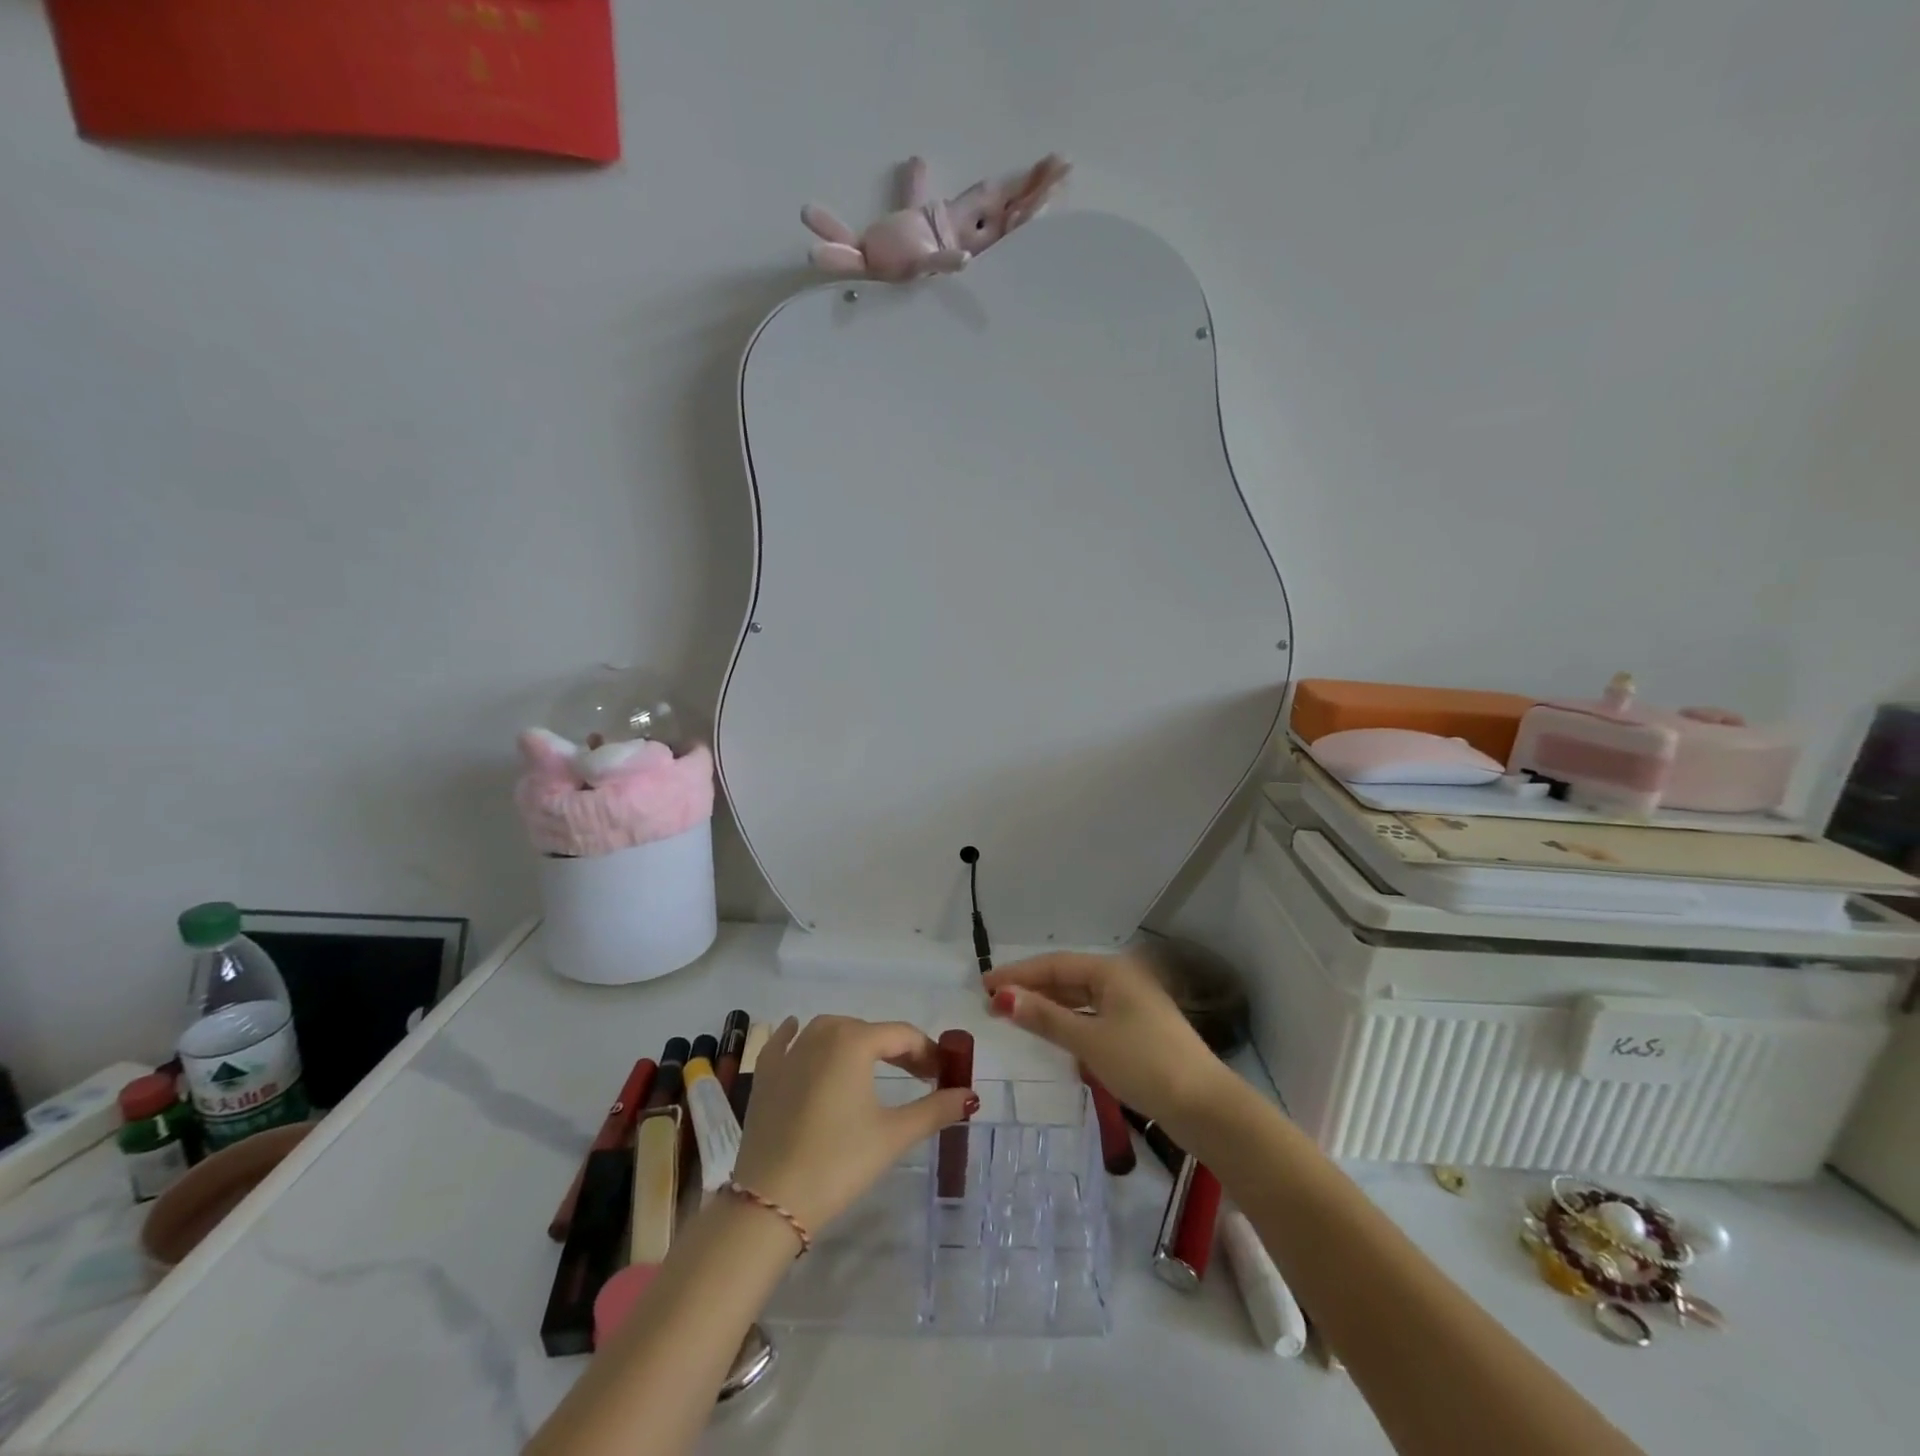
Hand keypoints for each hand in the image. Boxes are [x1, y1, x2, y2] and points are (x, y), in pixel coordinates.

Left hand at [730, 1016, 976, 1238]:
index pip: (902, 1035)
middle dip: (896, 1049)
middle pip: (868, 1031)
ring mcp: (788, 1053)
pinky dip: (796, 1036)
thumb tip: (971, 1096)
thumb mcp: (893, 1135)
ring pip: (829, 1031)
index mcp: (853, 1041)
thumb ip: (935, 1110)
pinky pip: (784, 1043)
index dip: (928, 1052)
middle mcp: (820, 1034)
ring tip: (872, 1065)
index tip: (944, 1074)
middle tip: (918, 1076)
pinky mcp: (764, 1075)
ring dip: (854, 1041)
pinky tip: (798, 1033)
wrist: (770, 1202)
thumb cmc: (839, 1162)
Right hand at [983, 952, 1231, 1133]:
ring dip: (1049, 1006)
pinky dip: (1069, 1022)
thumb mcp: (1089, 1040)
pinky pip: (1093, 1016)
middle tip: (994, 1003)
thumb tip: (1002, 997)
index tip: (984, 985)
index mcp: (1112, 971)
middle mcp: (1122, 980)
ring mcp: (1133, 1006)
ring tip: (1015, 1016)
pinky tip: (1053, 1034)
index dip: (1017, 974)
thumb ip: (1045, 1017)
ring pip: (1081, 998)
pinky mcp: (1138, 1031)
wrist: (1204, 1106)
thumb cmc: (1144, 1064)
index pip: (1054, 965)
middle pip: (1067, 978)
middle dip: (1031, 989)